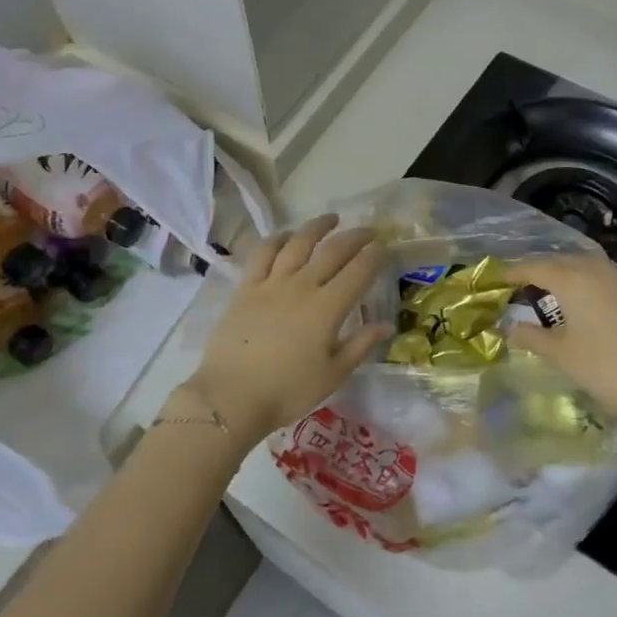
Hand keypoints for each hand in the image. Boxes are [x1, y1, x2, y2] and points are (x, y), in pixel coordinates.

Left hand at [174, 215, 389, 445]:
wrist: (231, 396)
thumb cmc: (288, 391)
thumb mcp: (333, 374)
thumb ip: (360, 345)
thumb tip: (385, 325)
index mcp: (327, 308)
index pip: (358, 272)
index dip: (374, 256)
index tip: (384, 248)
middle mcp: (302, 286)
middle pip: (333, 251)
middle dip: (355, 237)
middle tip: (368, 231)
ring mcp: (271, 283)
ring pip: (298, 243)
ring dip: (317, 227)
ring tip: (331, 219)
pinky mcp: (246, 287)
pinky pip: (263, 253)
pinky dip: (278, 239)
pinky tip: (287, 235)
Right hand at [501, 252, 616, 425]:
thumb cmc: (606, 367)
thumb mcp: (561, 355)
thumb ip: (530, 337)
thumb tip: (507, 327)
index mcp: (571, 278)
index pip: (533, 267)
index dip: (512, 273)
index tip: (496, 279)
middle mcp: (595, 268)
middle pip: (559, 261)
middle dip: (538, 271)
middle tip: (520, 286)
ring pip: (583, 265)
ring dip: (563, 273)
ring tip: (549, 290)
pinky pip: (601, 275)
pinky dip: (585, 281)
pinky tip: (582, 300)